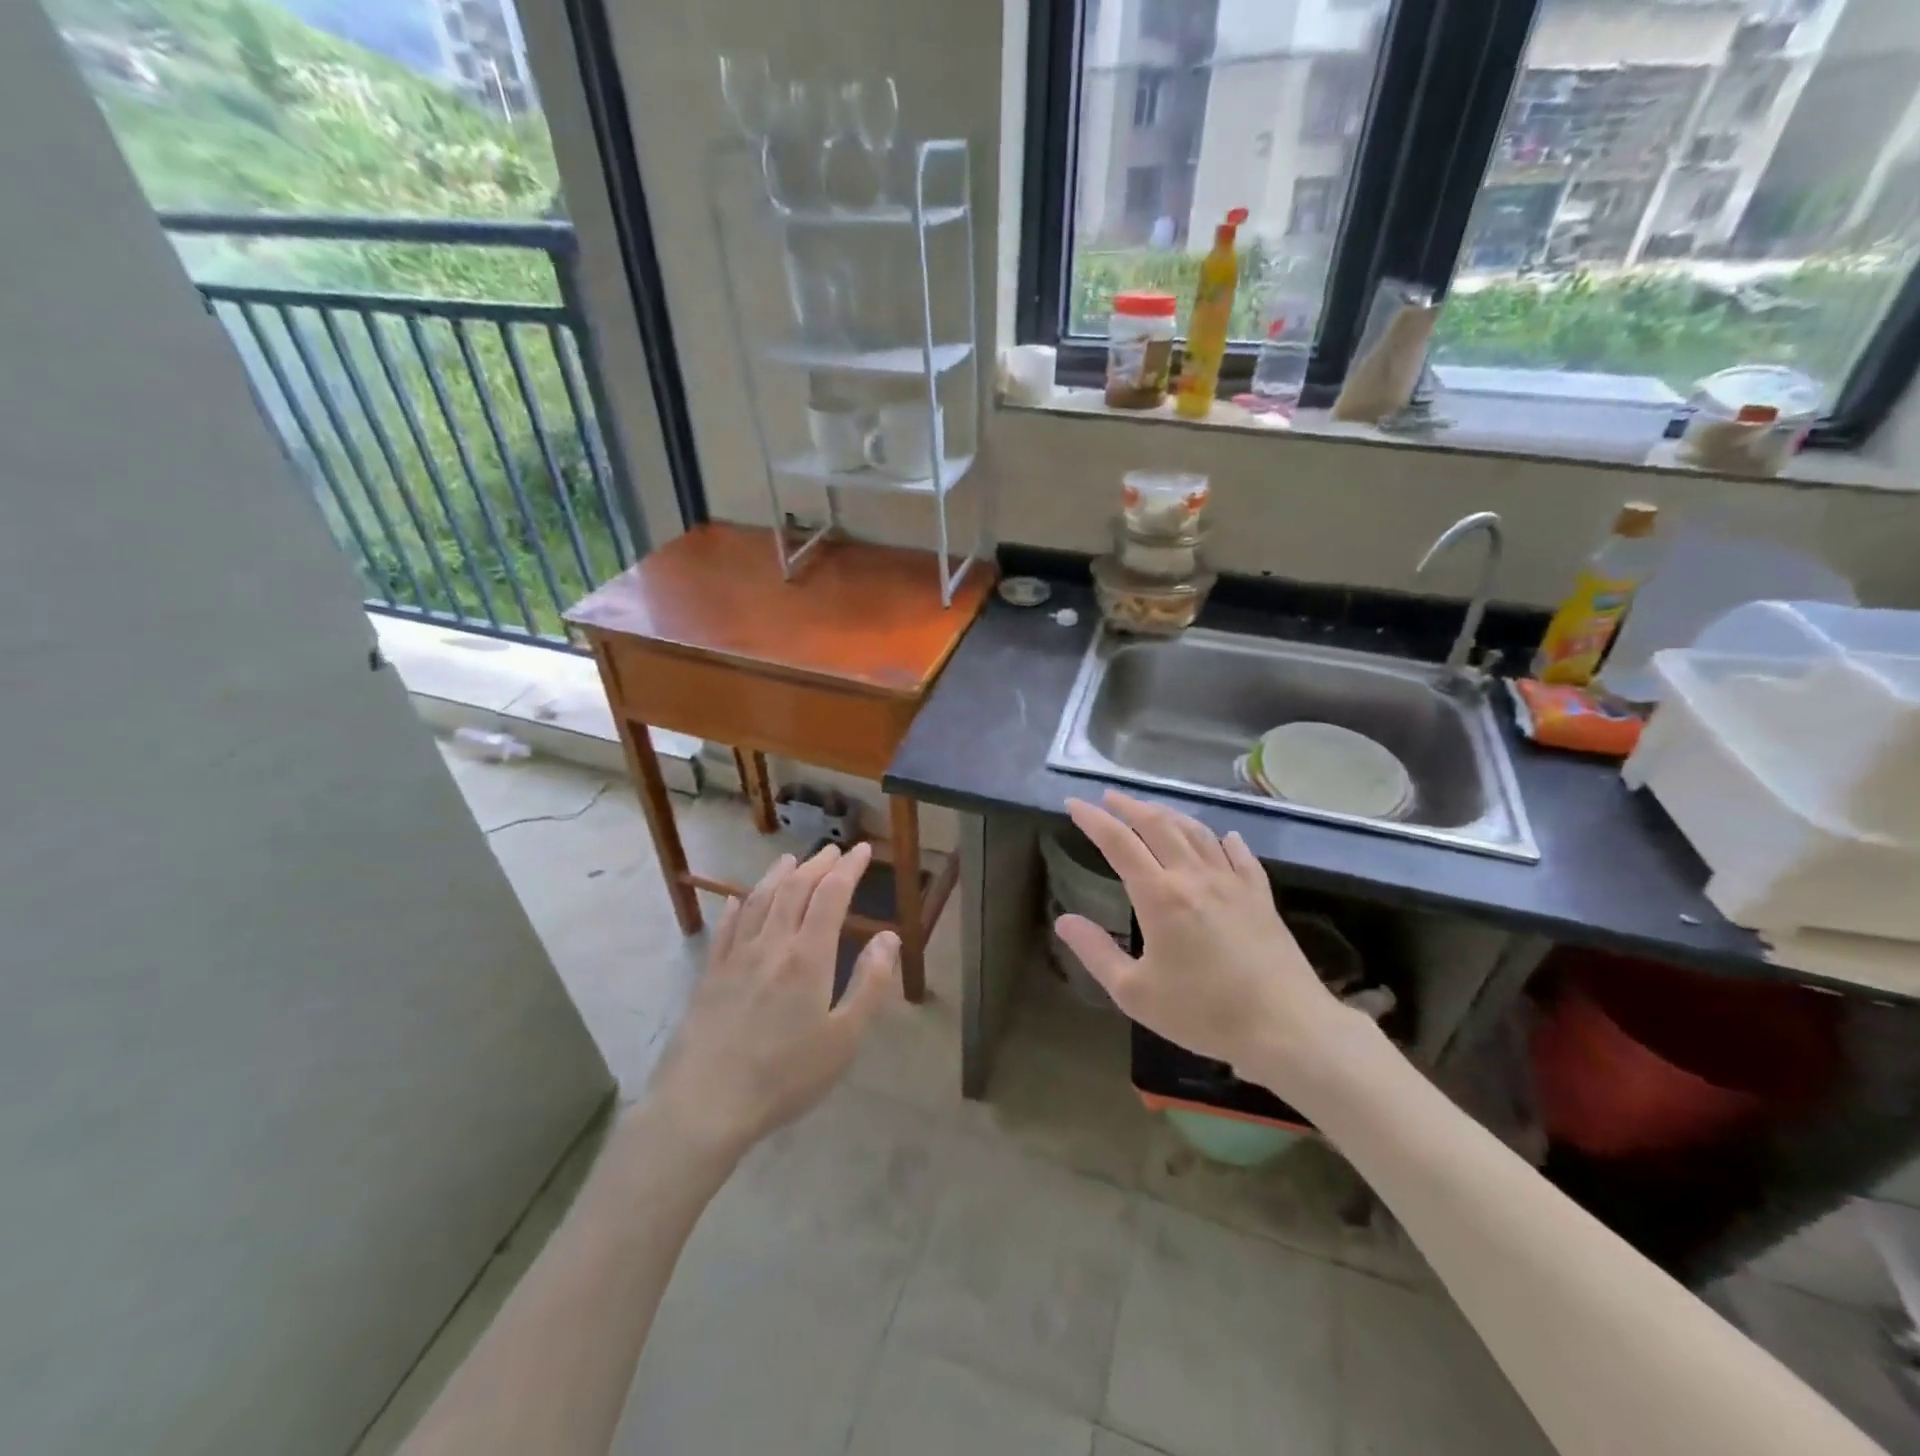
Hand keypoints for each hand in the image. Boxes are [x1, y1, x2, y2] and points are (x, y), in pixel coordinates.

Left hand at [648, 842, 898, 1160]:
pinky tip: (738, 901)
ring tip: (791, 860)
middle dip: (817, 865)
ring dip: (778, 875)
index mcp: (808, 956)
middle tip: (833, 850)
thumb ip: (869, 984)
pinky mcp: (709, 975)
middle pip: (795, 889)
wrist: (705, 1103)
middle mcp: (771, 944)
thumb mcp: (844, 1038)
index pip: (831, 896)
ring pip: (759, 900)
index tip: (863, 850)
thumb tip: (889, 937)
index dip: (849, 869)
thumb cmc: (785, 1075)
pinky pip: (726, 929)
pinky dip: (738, 907)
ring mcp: (735, 958)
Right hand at [1054, 791, 1363, 1089]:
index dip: (1093, 820)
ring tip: (1152, 811)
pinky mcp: (1261, 897)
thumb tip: (1064, 920)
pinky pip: (1240, 856)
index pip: (1119, 842)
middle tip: (1109, 797)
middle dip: (1129, 806)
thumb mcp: (1135, 993)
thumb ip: (1096, 953)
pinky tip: (1225, 838)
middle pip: (1157, 825)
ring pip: (1197, 833)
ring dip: (1169, 815)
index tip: (1074, 804)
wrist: (1286, 1028)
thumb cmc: (1203, 1014)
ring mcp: (1232, 883)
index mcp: (1160, 896)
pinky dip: (1224, 841)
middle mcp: (1194, 877)